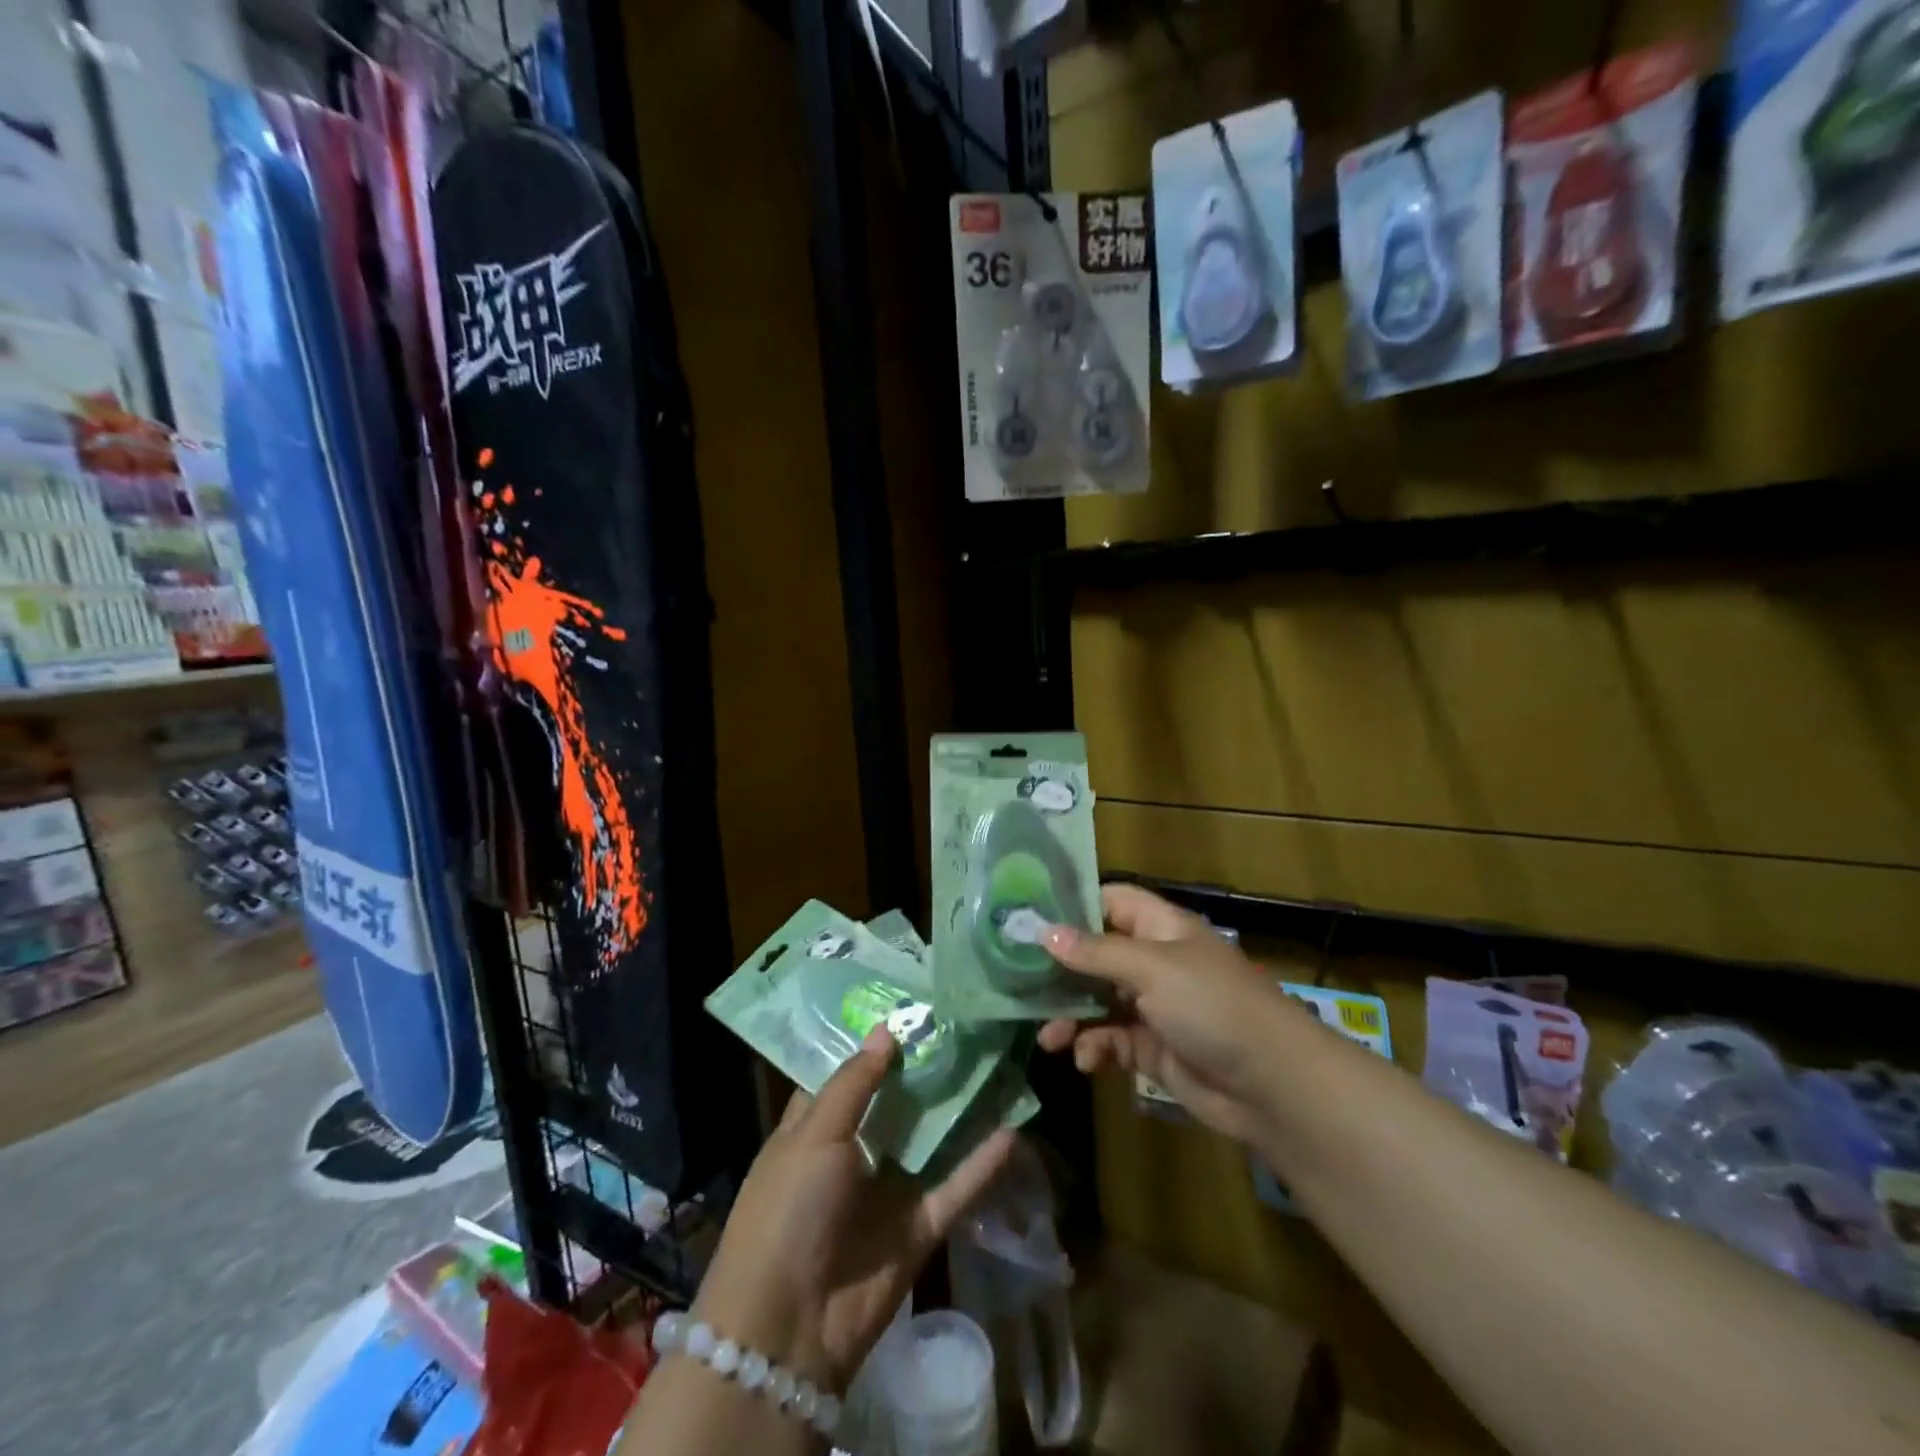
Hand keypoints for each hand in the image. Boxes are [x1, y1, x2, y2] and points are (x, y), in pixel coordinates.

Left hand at [693, 1028, 1016, 1391]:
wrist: (788, 1328)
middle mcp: (854, 1153)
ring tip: (998, 1063)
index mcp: (816, 1128)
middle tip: (966, 1022)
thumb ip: (854, 1083)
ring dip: (960, 1110)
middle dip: (926, 1067)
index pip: (848, 1074)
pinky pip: (955, 1188)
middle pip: (897, 1102)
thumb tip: (886, 1030)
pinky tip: (1014, 1130)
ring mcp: (888, 1191)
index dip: (875, 1041)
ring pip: (931, 1140)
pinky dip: (981, 1164)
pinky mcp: (917, 1228)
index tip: (911, 1003)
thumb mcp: (813, 1135)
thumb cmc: (788, 1209)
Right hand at [1038, 883, 1297, 1146]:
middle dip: (1061, 970)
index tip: (1028, 918)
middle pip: (1096, 954)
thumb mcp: (1152, 969)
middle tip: (1019, 984)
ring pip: (1098, 1001)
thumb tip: (1043, 930)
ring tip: (1049, 1037)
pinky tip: (1087, 1061)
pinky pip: (1112, 1040)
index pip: (1110, 901)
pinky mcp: (1154, 1048)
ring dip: (1072, 1016)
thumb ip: (1096, 952)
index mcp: (1160, 928)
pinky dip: (1096, 1048)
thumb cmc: (1212, 1006)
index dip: (1072, 906)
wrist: (1272, 1085)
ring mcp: (1154, 1006)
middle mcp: (1155, 961)